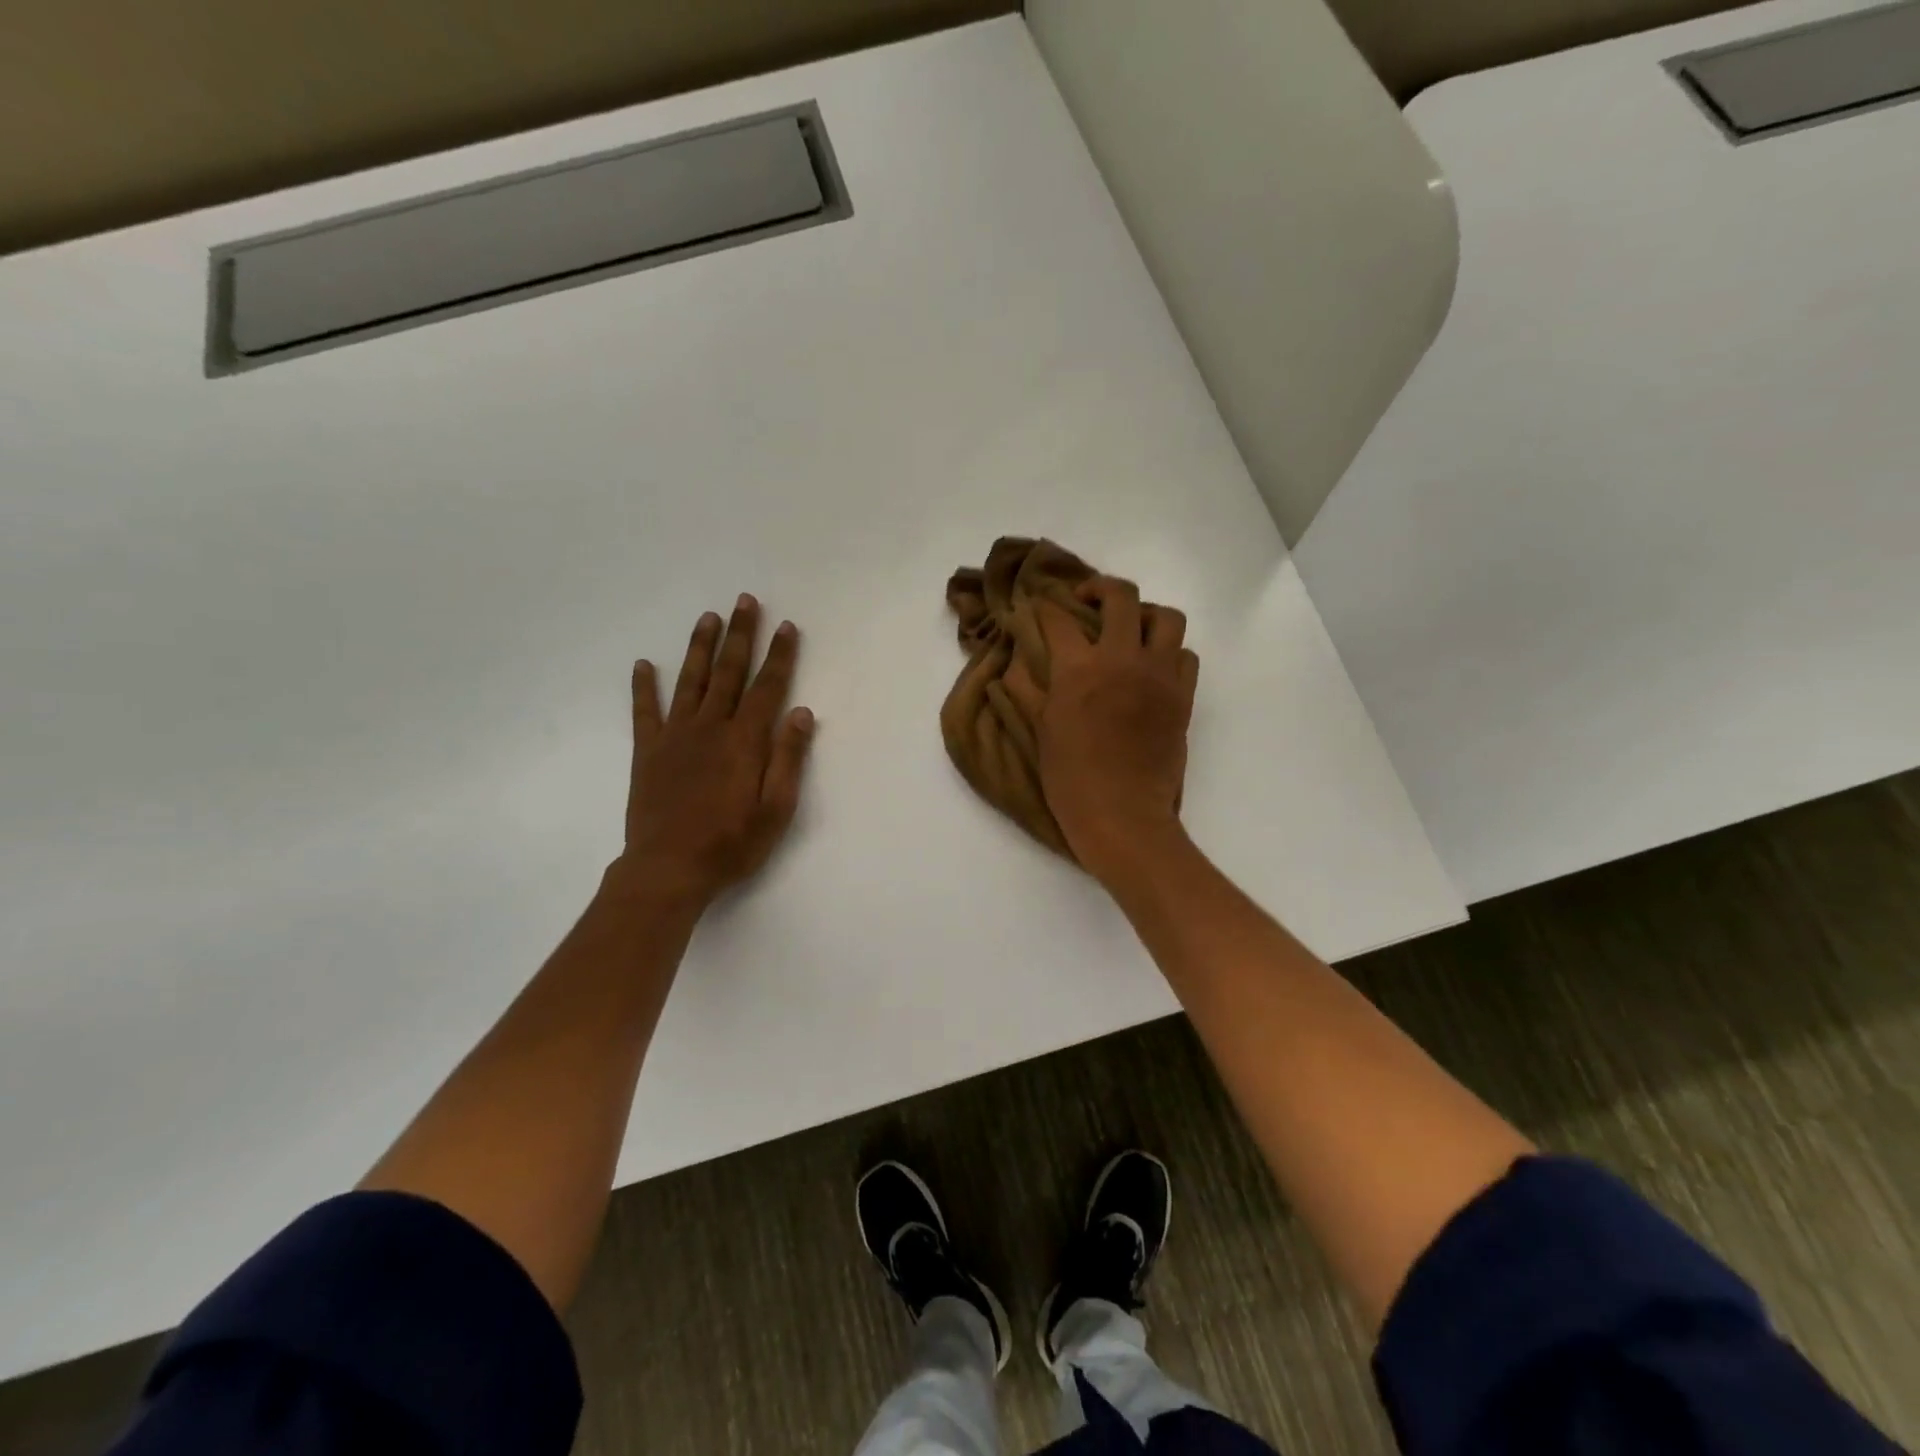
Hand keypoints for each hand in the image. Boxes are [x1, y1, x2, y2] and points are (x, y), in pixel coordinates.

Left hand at [612, 595, 814, 907]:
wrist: (668, 869)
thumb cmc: (731, 843)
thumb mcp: (776, 808)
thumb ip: (788, 758)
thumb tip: (801, 712)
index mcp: (745, 740)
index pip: (768, 687)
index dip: (779, 655)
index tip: (787, 626)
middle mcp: (710, 727)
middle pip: (729, 672)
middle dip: (740, 635)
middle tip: (745, 601)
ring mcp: (675, 736)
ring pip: (691, 681)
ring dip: (700, 647)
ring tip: (708, 617)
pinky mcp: (647, 752)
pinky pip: (644, 711)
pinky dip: (643, 686)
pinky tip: (642, 664)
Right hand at [1035, 577, 1198, 881]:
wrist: (1123, 815)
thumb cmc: (1071, 779)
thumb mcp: (1039, 731)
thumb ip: (1025, 689)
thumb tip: (1015, 660)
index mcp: (1079, 669)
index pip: (1059, 618)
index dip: (1044, 607)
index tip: (1038, 608)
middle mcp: (1123, 660)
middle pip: (1121, 596)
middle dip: (1099, 588)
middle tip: (1087, 600)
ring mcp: (1160, 675)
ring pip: (1165, 617)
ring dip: (1145, 615)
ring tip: (1130, 630)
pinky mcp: (1183, 696)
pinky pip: (1185, 655)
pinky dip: (1169, 652)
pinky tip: (1152, 667)